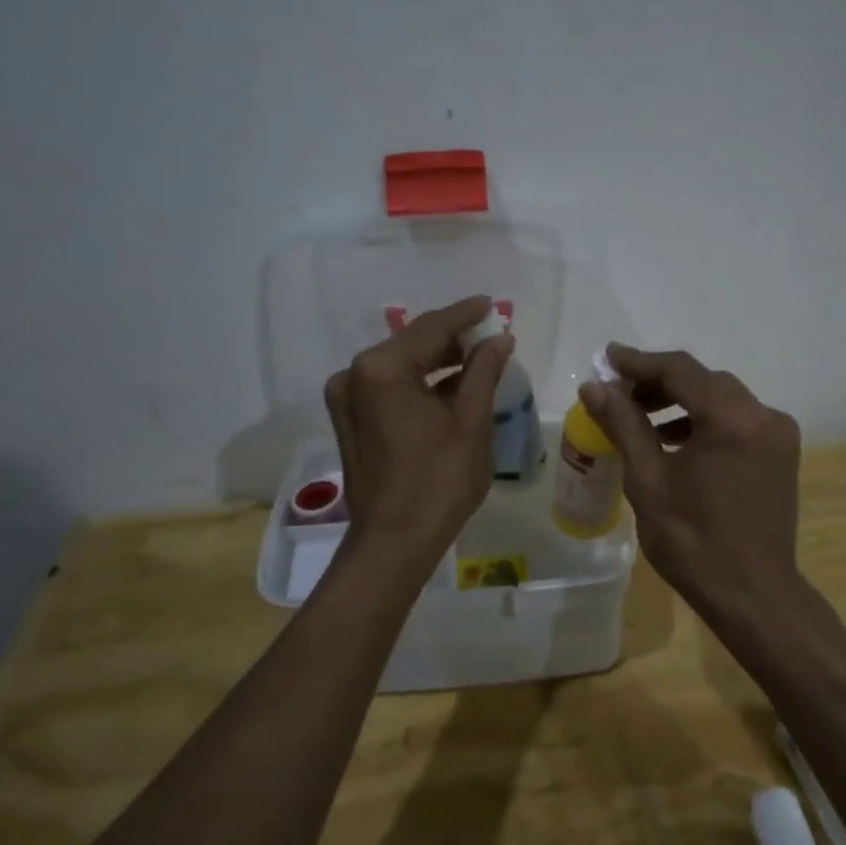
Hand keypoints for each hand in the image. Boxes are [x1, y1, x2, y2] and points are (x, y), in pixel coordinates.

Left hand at [324, 295, 512, 564]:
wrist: (394, 541)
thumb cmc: (439, 480)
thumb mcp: (471, 421)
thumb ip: (484, 370)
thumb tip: (499, 338)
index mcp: (382, 368)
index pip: (431, 327)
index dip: (465, 314)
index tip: (492, 303)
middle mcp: (355, 374)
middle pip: (412, 343)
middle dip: (452, 339)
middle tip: (491, 335)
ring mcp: (346, 397)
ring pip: (401, 365)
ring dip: (437, 362)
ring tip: (478, 360)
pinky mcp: (349, 418)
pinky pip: (389, 386)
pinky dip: (419, 382)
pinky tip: (451, 385)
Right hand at [578, 346, 801, 611]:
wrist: (753, 595)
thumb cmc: (693, 541)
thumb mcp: (648, 480)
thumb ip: (624, 425)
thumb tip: (593, 386)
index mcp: (733, 419)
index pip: (680, 371)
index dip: (639, 361)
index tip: (606, 357)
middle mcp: (763, 416)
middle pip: (704, 380)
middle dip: (658, 380)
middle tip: (617, 389)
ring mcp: (777, 434)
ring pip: (721, 398)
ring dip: (680, 400)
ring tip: (639, 413)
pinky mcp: (780, 453)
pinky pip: (736, 420)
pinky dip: (703, 420)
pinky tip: (673, 438)